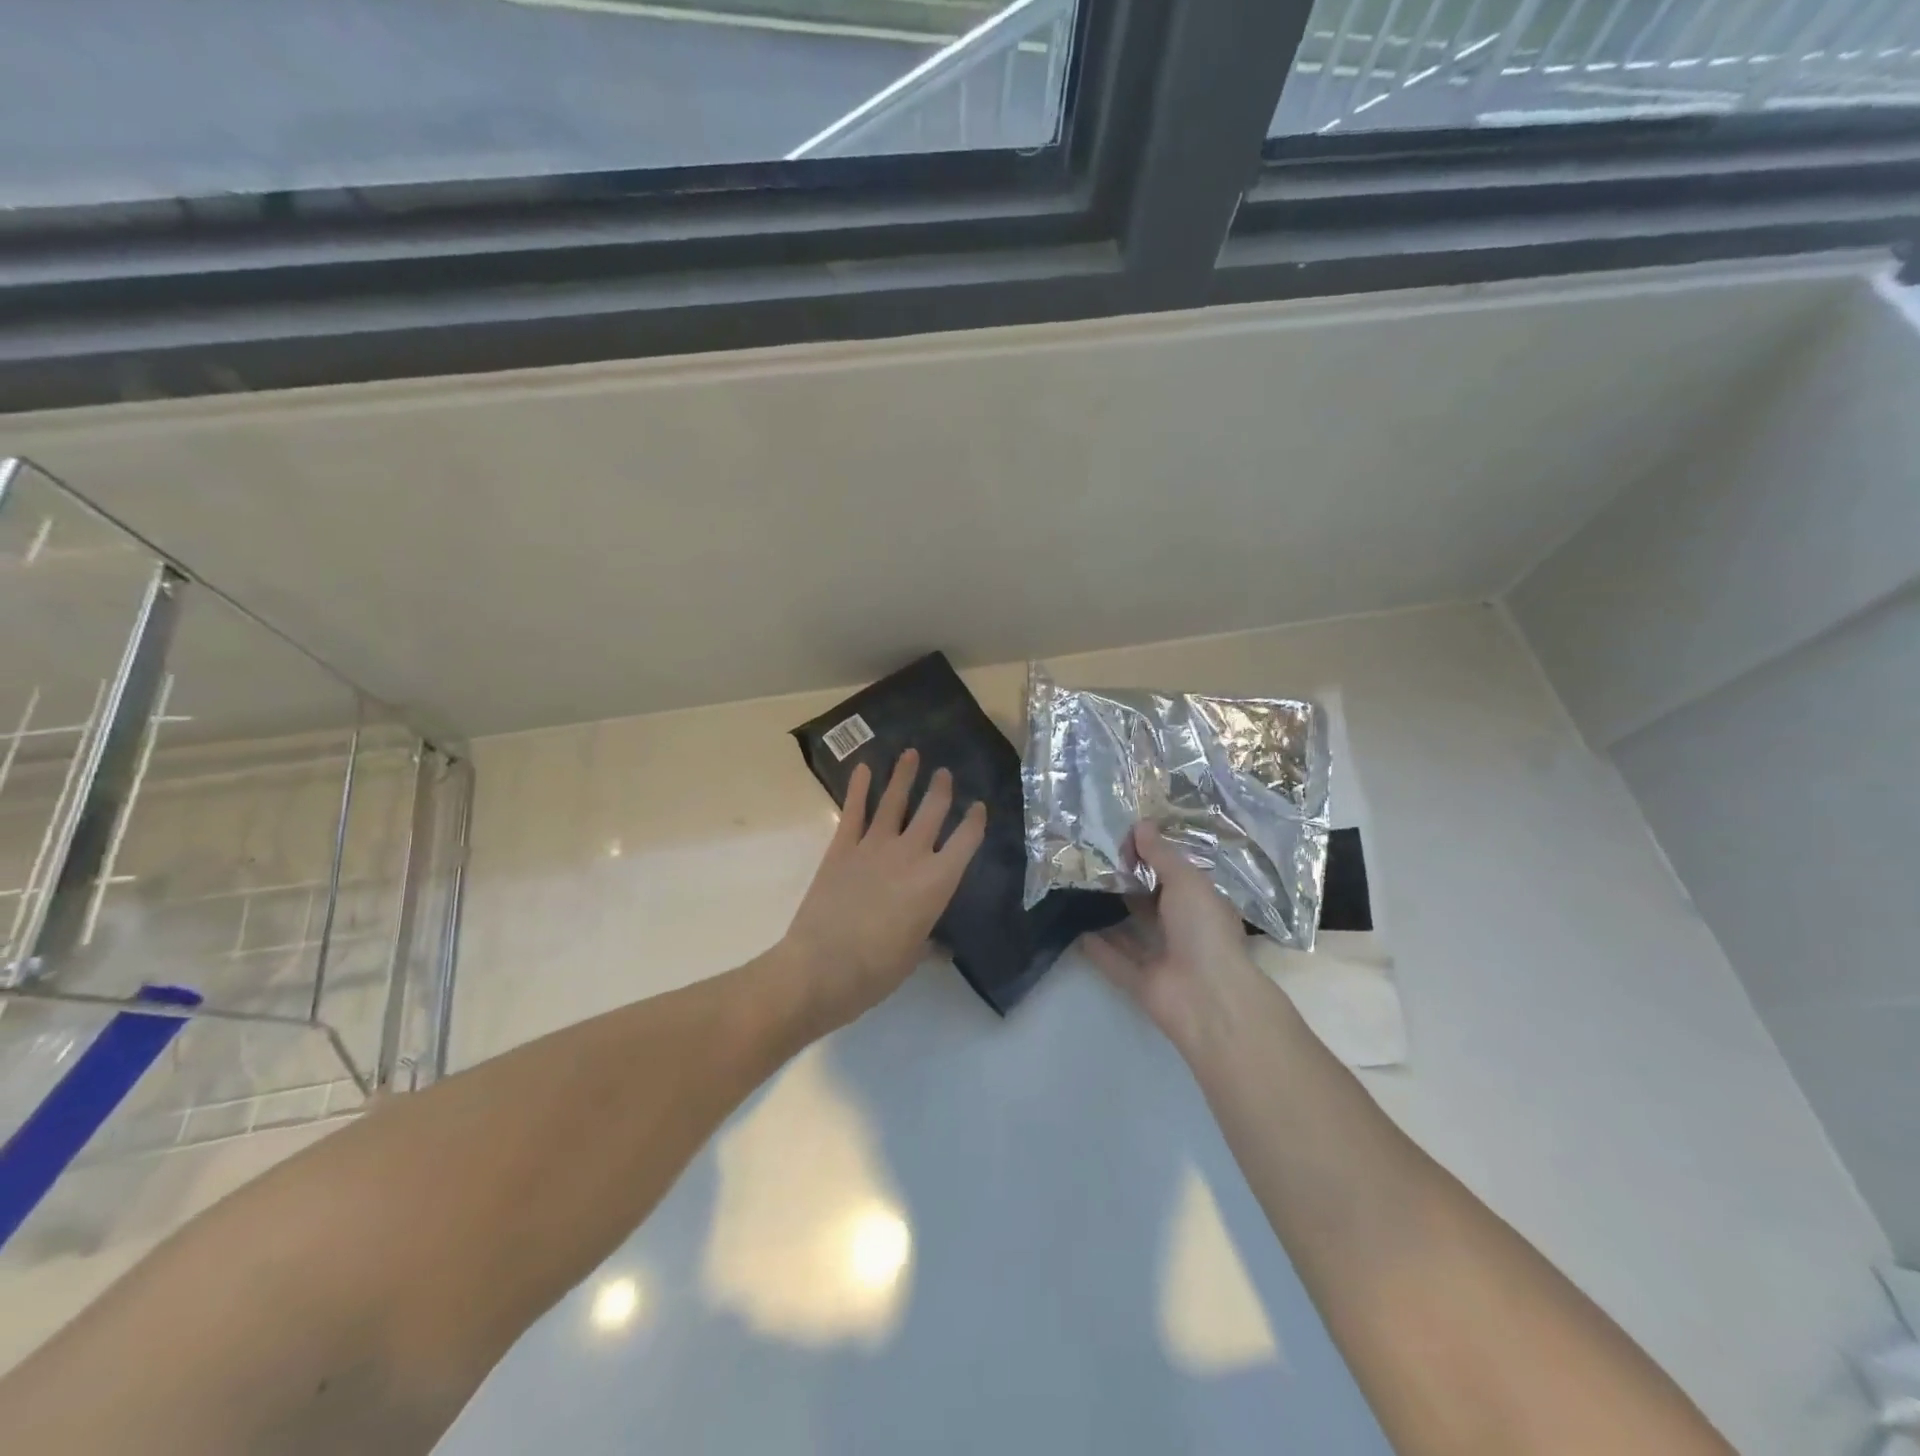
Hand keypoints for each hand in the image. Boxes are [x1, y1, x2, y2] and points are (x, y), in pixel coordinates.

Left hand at [782, 749, 987, 1031]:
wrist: (822, 966)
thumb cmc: (877, 970)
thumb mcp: (913, 957)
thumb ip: (928, 943)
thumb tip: (939, 948)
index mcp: (937, 881)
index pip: (965, 841)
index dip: (975, 821)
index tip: (979, 806)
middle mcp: (911, 854)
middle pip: (932, 811)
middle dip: (941, 789)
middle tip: (944, 772)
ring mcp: (874, 846)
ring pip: (894, 801)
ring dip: (904, 776)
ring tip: (910, 754)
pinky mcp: (842, 847)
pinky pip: (854, 811)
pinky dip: (858, 788)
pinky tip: (863, 768)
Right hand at [1080, 823, 1264, 1051]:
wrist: (1207, 997)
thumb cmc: (1203, 929)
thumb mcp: (1186, 880)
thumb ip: (1161, 854)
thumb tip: (1141, 824)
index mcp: (1202, 904)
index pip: (1175, 875)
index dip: (1152, 856)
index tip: (1122, 838)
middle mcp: (1184, 929)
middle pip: (1152, 901)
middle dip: (1129, 882)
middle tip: (1094, 858)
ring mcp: (1163, 957)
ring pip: (1133, 930)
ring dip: (1111, 913)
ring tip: (1080, 888)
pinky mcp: (1141, 982)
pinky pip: (1115, 961)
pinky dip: (1098, 948)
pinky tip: (1076, 929)